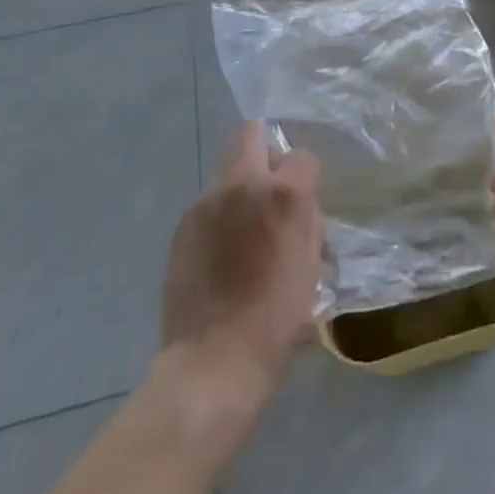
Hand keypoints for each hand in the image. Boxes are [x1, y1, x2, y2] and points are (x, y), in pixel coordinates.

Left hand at [160, 121, 321, 394]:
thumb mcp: (312, 261)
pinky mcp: (182, 226)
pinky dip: (219, 216)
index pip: (302, 156)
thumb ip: (306, 219)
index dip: (306, 177)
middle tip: (270, 190)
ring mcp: (206, 203)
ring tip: (242, 232)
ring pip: (227, 171)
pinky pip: (208, 204)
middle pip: (250, 134)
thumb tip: (297, 205)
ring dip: (240, 188)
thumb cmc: (278, 316)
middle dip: (264, 150)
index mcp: (284, 193)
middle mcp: (243, 185)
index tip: (304, 202)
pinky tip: (220, 254)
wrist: (215, 359)